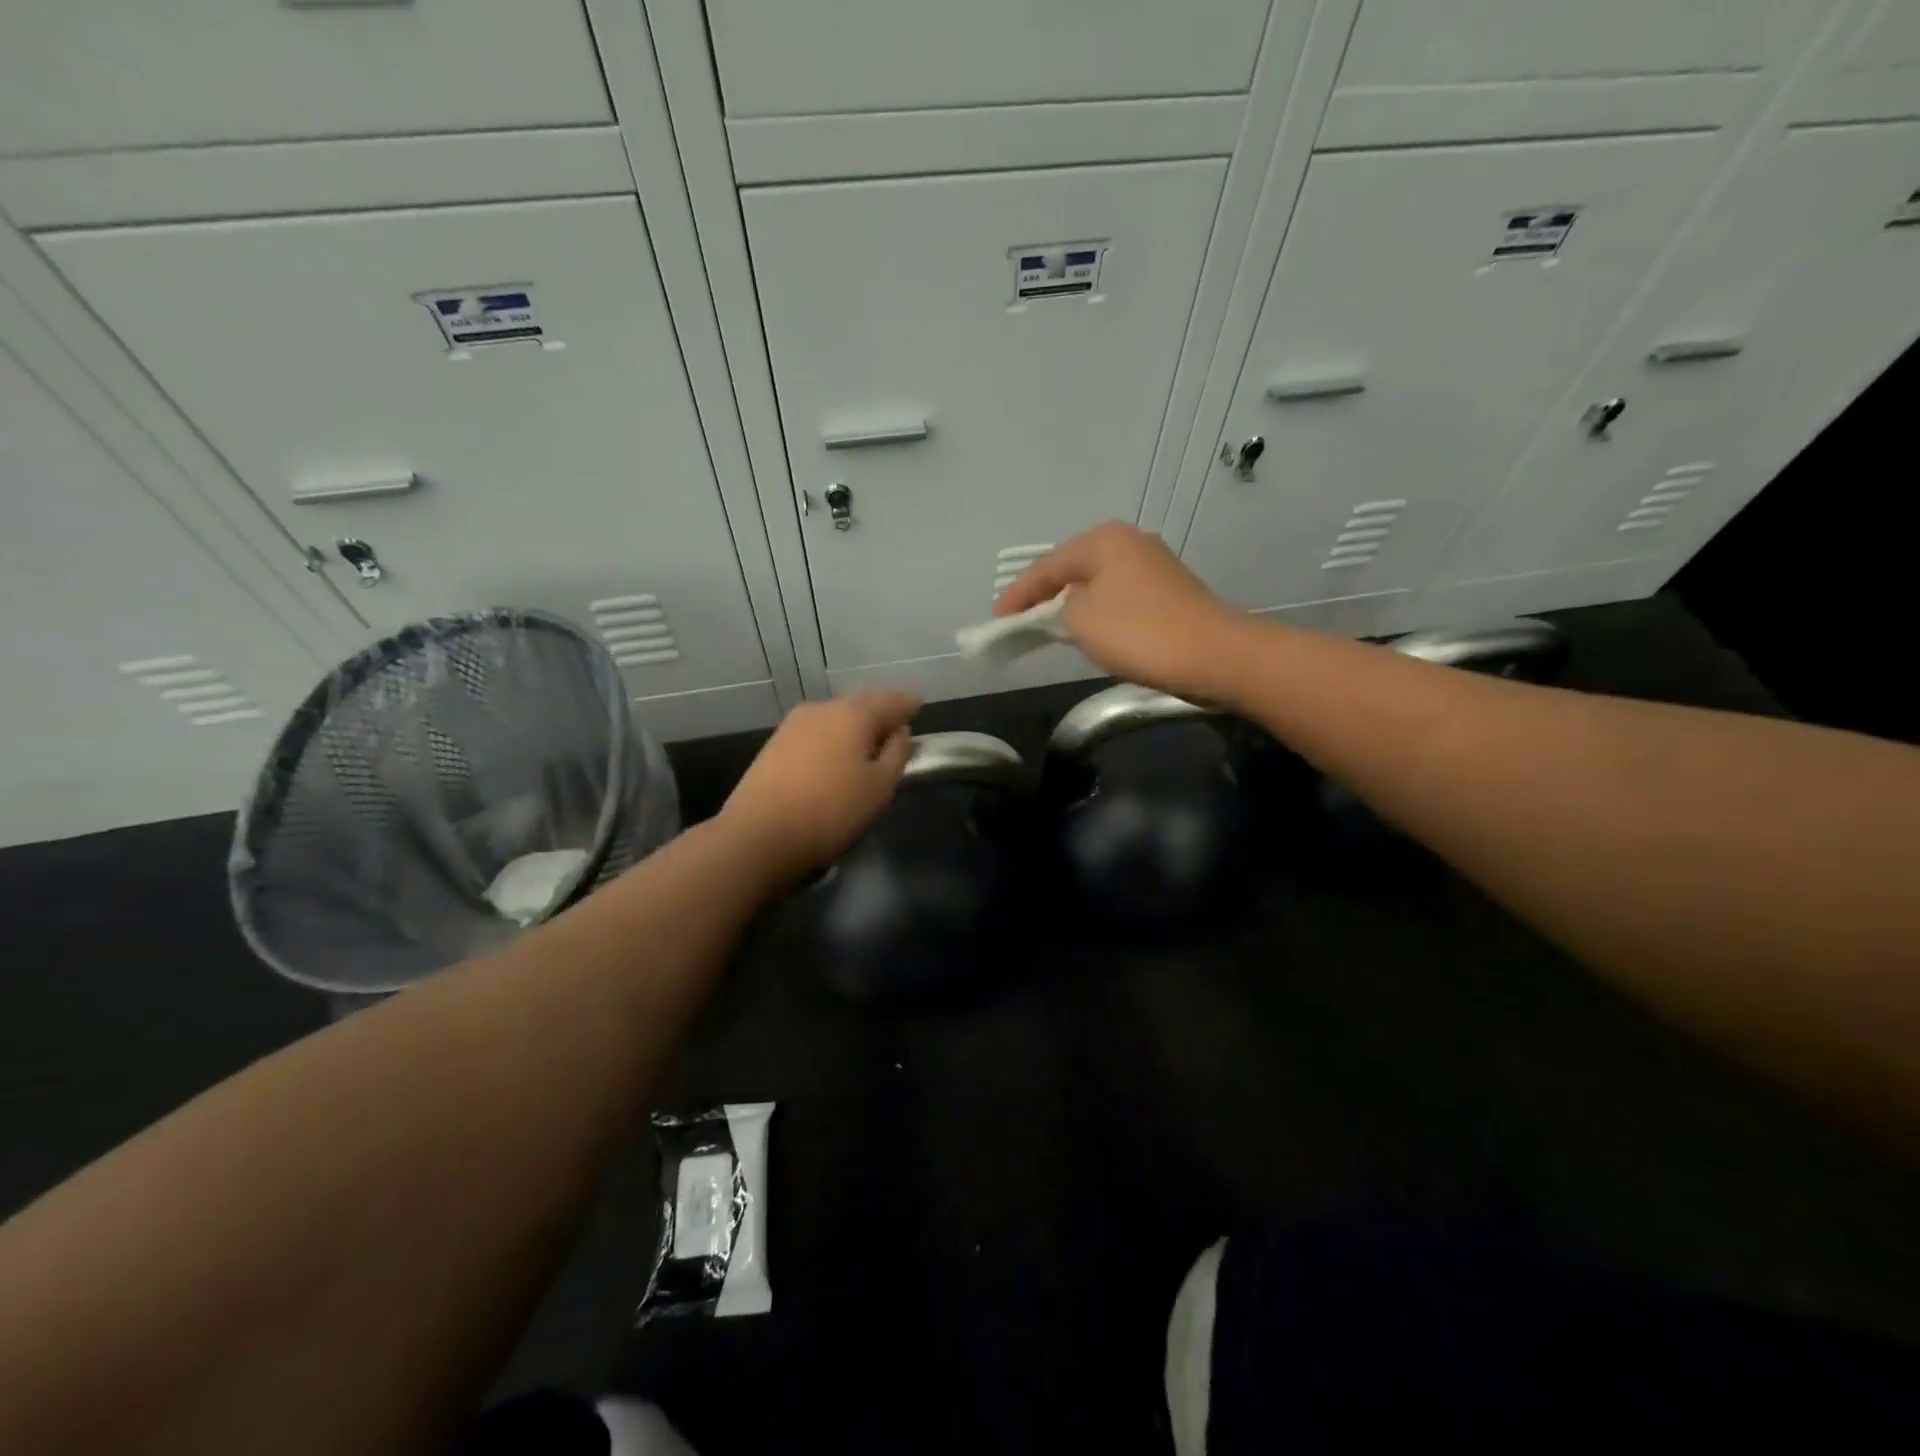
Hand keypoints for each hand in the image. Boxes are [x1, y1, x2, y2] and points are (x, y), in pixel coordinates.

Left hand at [718, 691, 919, 883]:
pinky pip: (815, 735)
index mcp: (853, 714)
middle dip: (879, 716)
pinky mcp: (773, 745)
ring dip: (853, 730)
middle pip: (860, 706)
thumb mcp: (879, 788)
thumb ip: (896, 754)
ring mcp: (793, 725)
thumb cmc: (831, 811)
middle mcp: (822, 709)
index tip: (919, 707)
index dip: (908, 705)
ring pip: (834, 720)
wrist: (758, 835)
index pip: (890, 701)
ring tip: (866, 749)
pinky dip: (831, 741)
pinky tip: (835, 760)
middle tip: (895, 731)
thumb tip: (900, 732)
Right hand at [994, 522, 1247, 702]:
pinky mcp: (1171, 592)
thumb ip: (1057, 609)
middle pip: (1073, 568)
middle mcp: (1130, 542)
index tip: (997, 620)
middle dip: (1045, 594)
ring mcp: (1155, 565)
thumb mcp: (1080, 620)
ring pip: (1098, 583)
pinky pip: (1119, 598)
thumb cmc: (1139, 632)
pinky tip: (1092, 629)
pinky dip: (1099, 612)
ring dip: (1073, 603)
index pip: (1046, 566)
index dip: (1018, 594)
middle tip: (1019, 620)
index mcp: (1104, 540)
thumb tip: (1067, 607)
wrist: (1214, 655)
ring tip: (1049, 626)